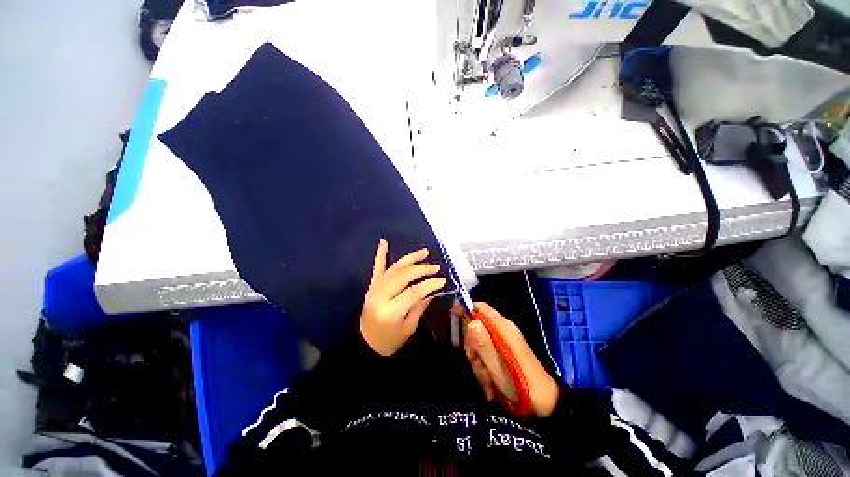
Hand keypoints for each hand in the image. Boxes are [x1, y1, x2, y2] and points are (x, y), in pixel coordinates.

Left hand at [360, 239, 445, 356]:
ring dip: (410, 259)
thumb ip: (420, 306)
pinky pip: (377, 267)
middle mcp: (381, 296)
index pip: (413, 292)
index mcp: (391, 311)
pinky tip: (383, 242)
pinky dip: (380, 254)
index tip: (442, 280)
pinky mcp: (371, 285)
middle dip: (422, 269)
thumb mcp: (408, 328)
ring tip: (424, 252)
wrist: (365, 343)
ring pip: (394, 268)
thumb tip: (432, 289)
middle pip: (404, 276)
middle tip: (436, 267)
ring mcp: (374, 289)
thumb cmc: (389, 340)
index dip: (429, 284)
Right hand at [464, 302, 559, 417]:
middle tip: (476, 363)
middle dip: (472, 346)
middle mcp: (502, 332)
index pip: (481, 308)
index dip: (466, 308)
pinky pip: (485, 355)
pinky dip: (484, 369)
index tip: (452, 316)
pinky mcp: (503, 354)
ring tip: (488, 381)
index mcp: (503, 328)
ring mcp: (503, 343)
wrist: (545, 406)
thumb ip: (483, 344)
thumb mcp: (498, 366)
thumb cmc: (522, 385)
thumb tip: (471, 322)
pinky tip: (491, 385)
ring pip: (478, 344)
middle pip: (476, 327)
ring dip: (478, 362)